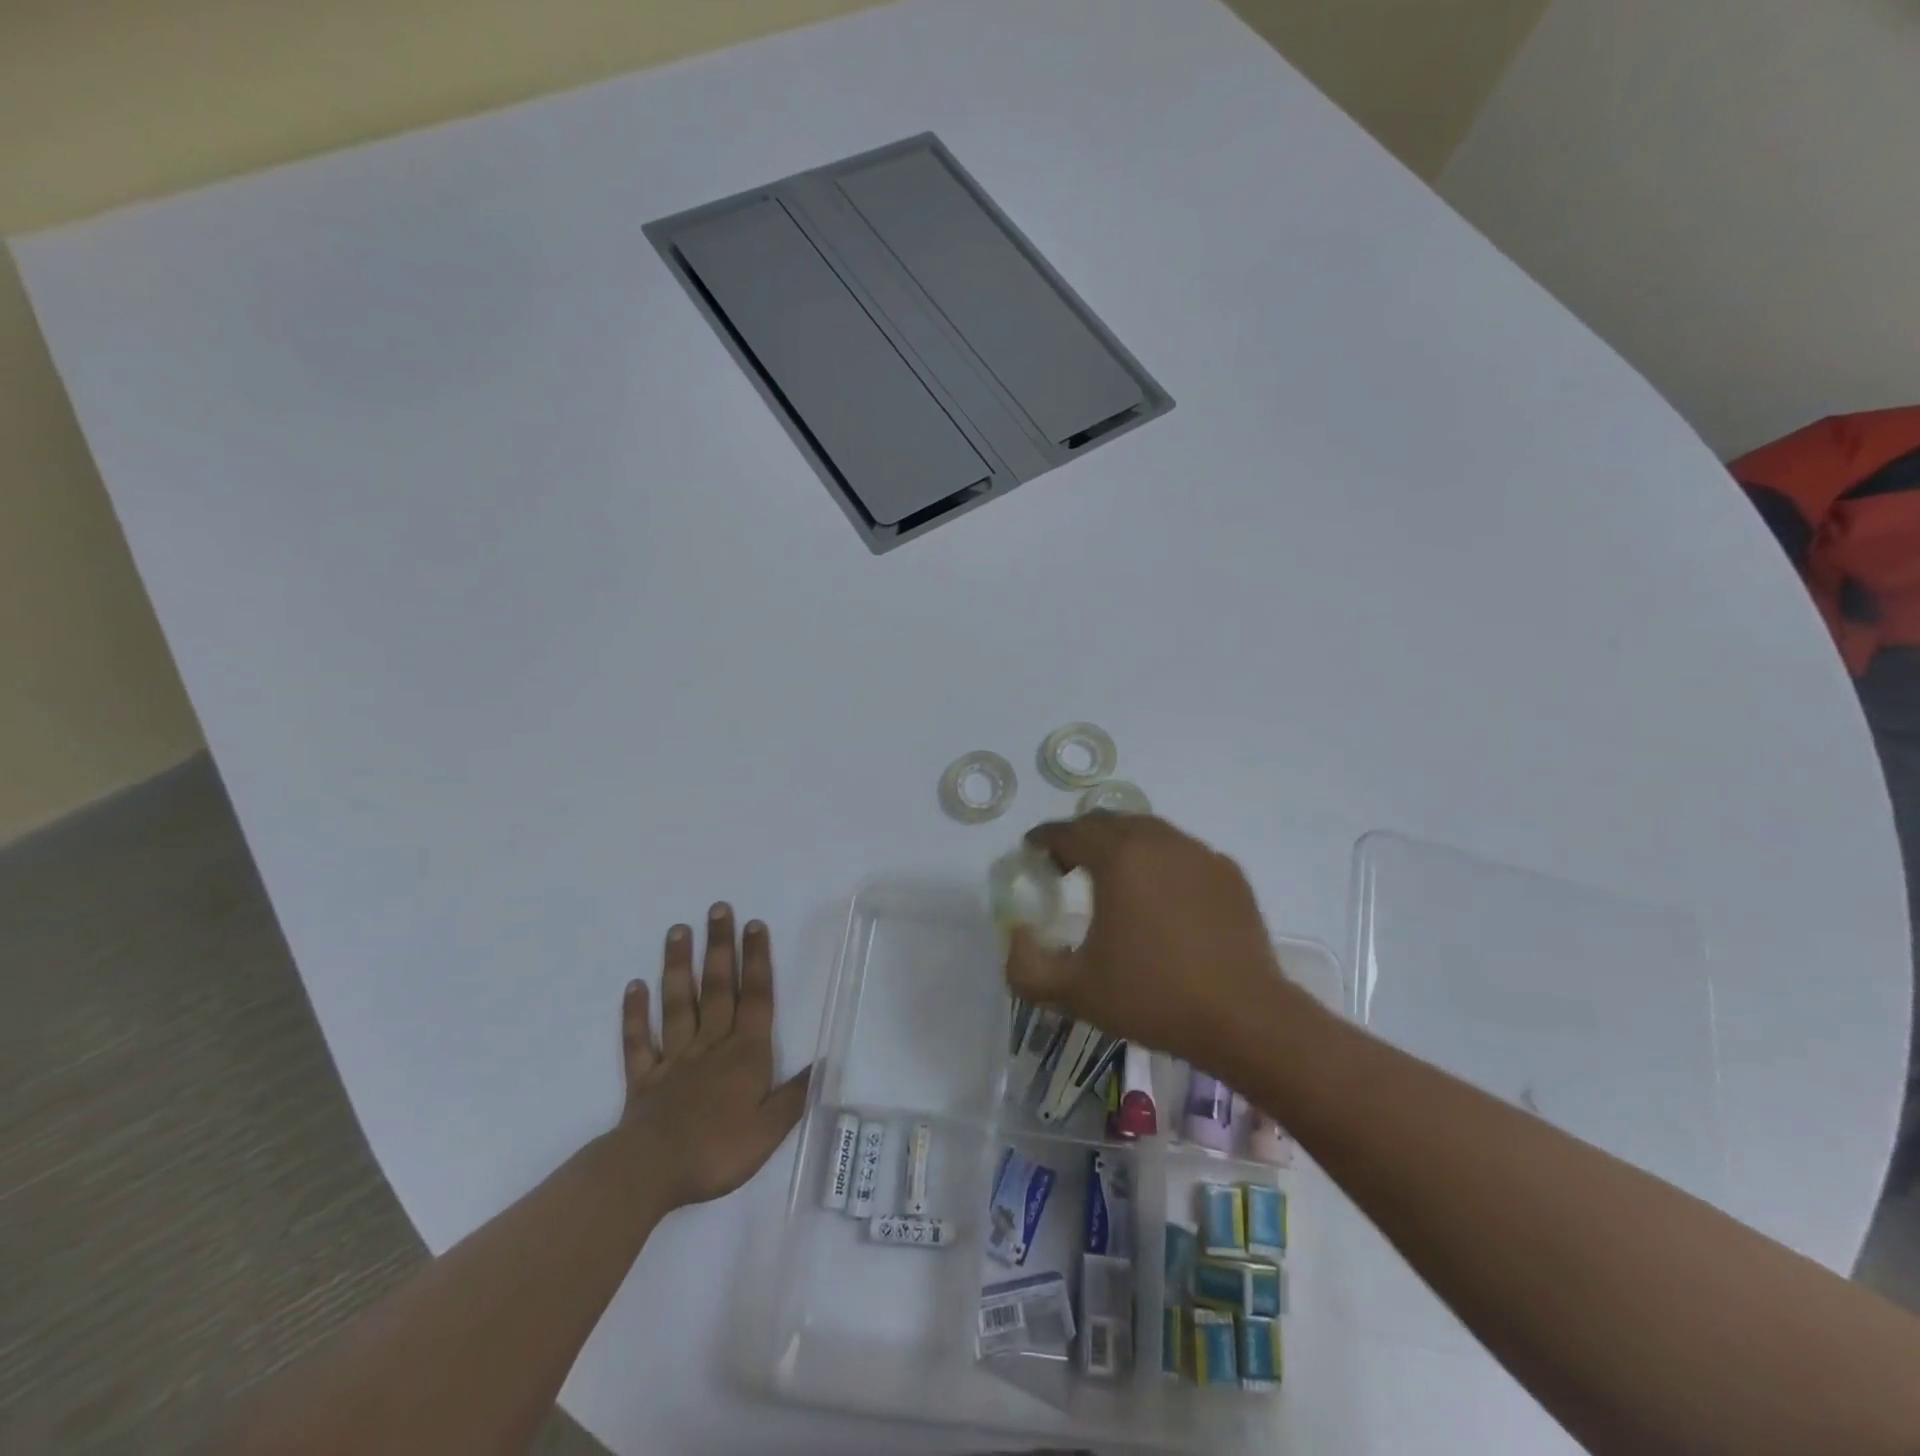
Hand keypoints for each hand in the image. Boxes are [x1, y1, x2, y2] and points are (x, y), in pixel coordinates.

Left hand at [614, 903, 809, 1210]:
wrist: (652, 1172)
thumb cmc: (718, 1150)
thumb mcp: (770, 1129)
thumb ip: (795, 1095)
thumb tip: (823, 1064)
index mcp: (745, 1054)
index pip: (755, 998)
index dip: (756, 960)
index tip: (754, 925)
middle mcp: (711, 1045)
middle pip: (717, 988)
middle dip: (720, 947)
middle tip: (718, 909)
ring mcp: (674, 1059)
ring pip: (678, 1004)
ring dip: (678, 966)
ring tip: (678, 931)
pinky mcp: (644, 1078)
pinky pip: (638, 1041)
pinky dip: (635, 1014)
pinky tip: (634, 987)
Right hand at [1006, 814, 1311, 1069]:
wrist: (1244, 1018)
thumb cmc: (1152, 998)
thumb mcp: (1073, 991)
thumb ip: (1025, 965)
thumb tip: (1018, 934)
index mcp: (1117, 858)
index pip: (1068, 831)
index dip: (1044, 838)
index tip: (1032, 851)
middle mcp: (1158, 841)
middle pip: (1108, 821)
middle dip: (1080, 836)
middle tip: (1066, 866)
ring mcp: (1198, 854)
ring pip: (1148, 831)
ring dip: (1121, 844)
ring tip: (1113, 879)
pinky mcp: (1228, 873)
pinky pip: (1182, 852)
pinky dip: (1160, 862)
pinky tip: (1161, 897)